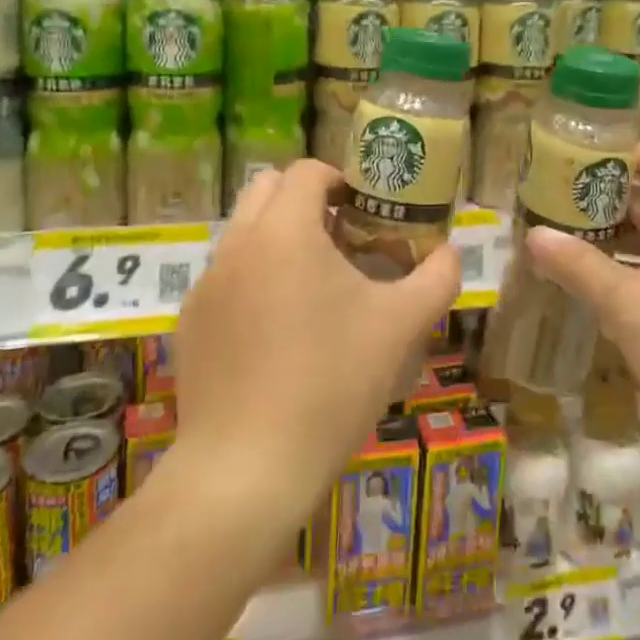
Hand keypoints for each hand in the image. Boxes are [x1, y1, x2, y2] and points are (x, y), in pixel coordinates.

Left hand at [172, 160, 460, 535]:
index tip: (367, 211)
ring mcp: (206, 285)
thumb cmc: (332, 382)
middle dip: (305, 201)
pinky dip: (254, 281)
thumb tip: (450, 252)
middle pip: (267, 189)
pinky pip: (226, 279)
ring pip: (244, 234)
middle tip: (342, 239)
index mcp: (284, 231)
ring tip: (316, 289)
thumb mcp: (402, 326)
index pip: (307, 171)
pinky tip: (279, 335)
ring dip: (279, 240)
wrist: (248, 469)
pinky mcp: (190, 325)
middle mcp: (236, 245)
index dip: (342, 180)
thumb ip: (437, 277)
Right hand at [525, 143, 639, 461]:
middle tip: (561, 196)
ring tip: (568, 235)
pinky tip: (594, 283)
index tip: (584, 153)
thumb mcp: (626, 301)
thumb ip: (578, 265)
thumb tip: (533, 236)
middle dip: (611, 196)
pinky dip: (629, 269)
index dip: (630, 152)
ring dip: (617, 236)